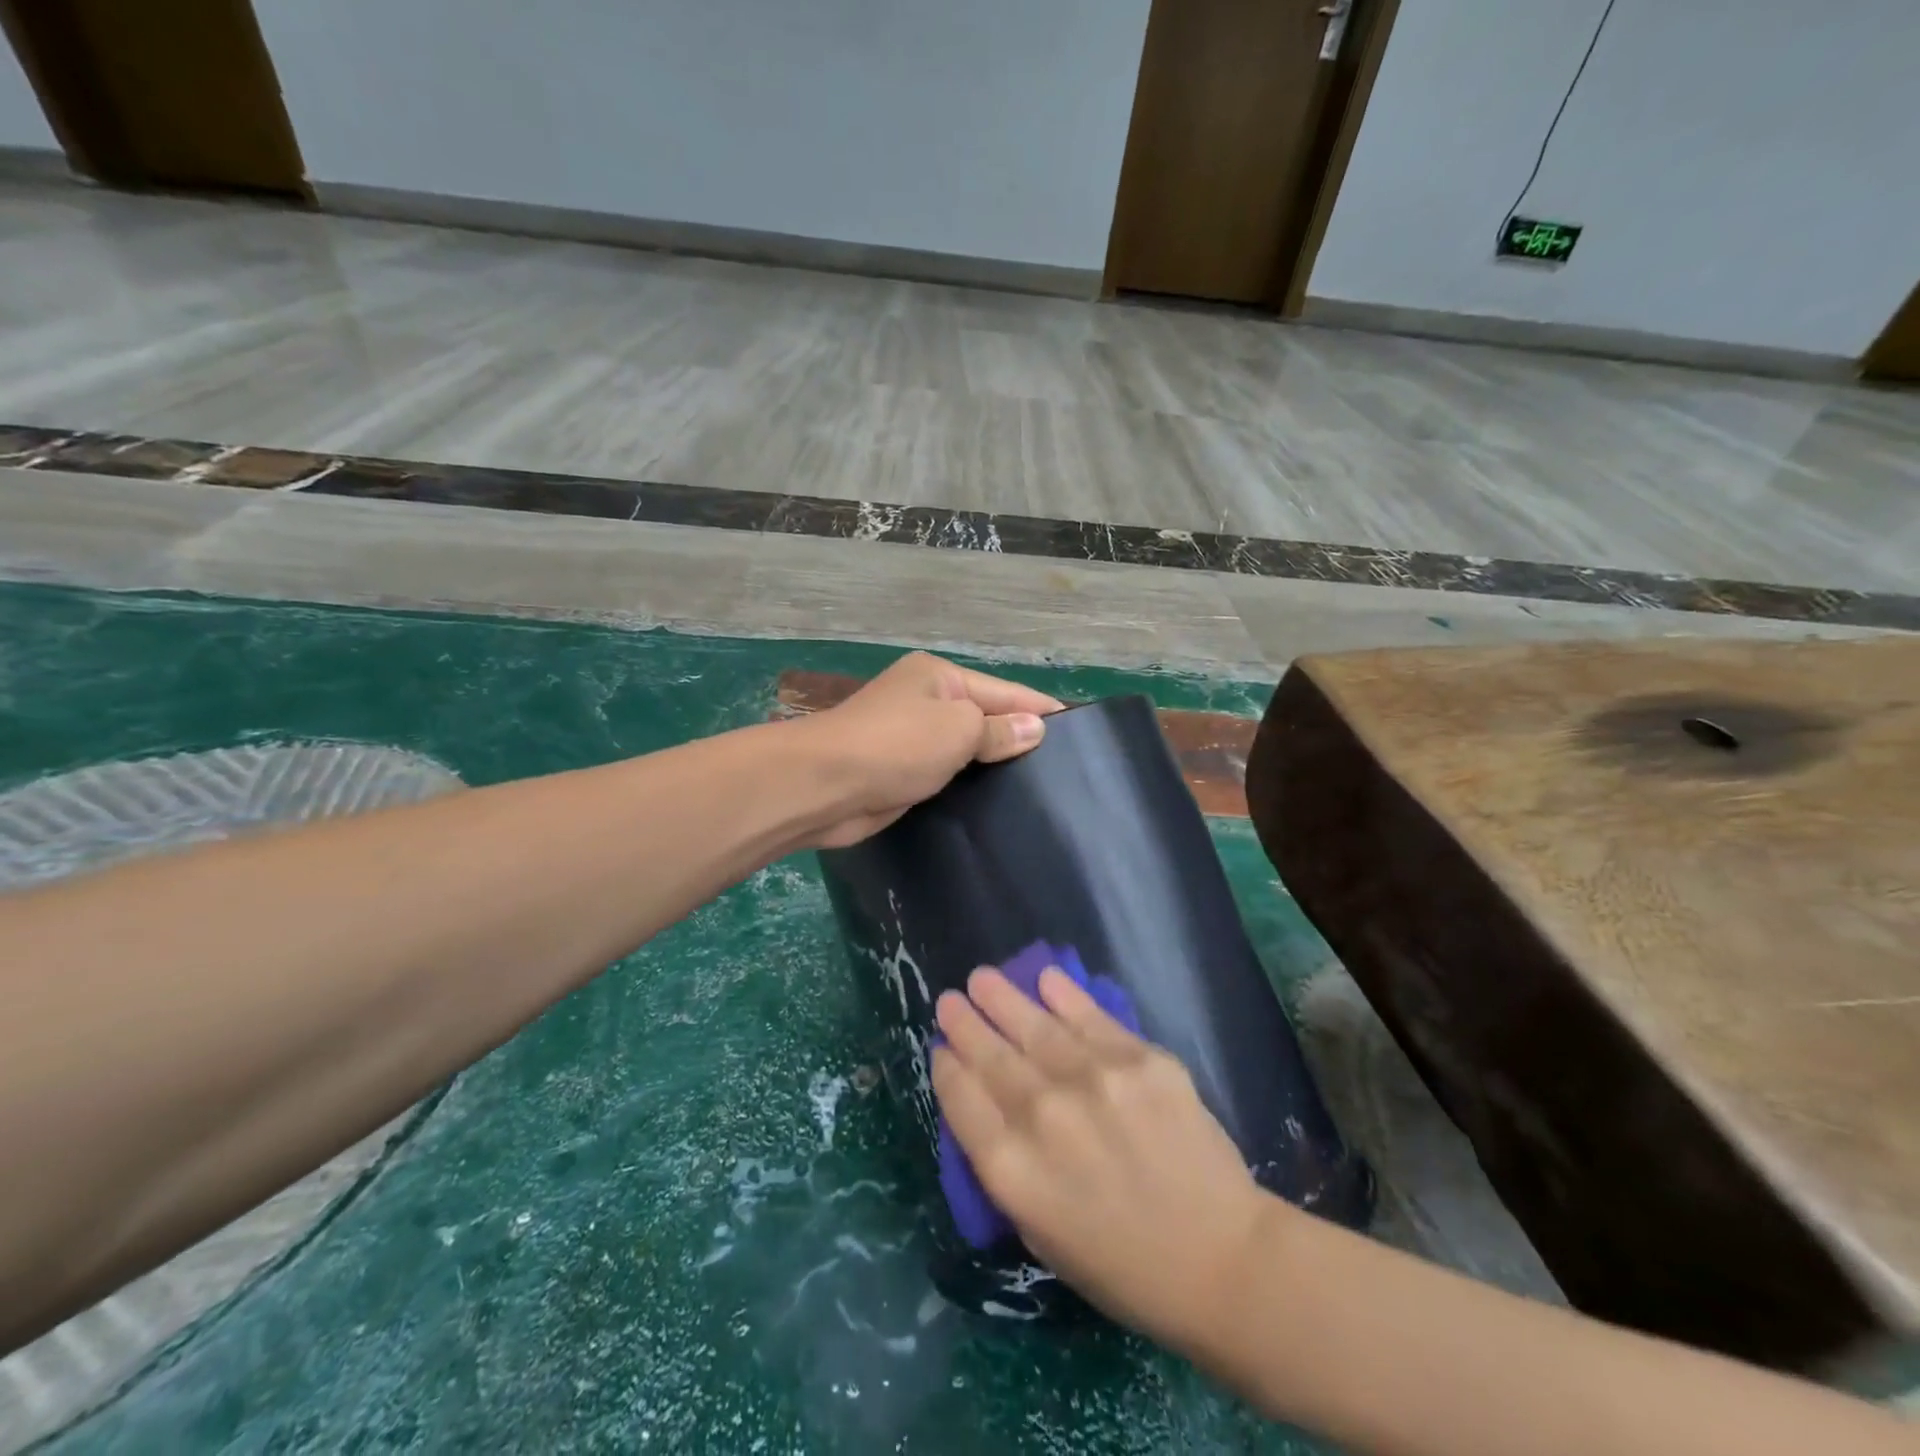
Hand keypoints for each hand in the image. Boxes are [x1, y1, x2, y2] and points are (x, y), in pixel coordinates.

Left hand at [799, 653, 1061, 848]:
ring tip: (1040, 792)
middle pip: (985, 718)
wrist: (824, 786)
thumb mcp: (958, 729)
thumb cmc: (896, 745)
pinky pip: (945, 775)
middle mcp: (924, 701)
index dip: (1041, 711)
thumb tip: (1036, 728)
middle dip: (1019, 740)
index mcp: (939, 676)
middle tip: (1065, 772)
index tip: (1080, 732)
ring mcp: (909, 738)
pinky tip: (996, 805)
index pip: (1005, 692)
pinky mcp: (899, 773)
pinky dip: (967, 785)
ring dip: (993, 767)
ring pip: (965, 750)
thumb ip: (998, 729)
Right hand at [932, 965, 1279, 1353]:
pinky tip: (1045, 978)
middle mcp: (1042, 1114)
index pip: (962, 1099)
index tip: (941, 1047)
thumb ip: (1007, 1169)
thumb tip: (987, 1109)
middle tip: (949, 999)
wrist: (1221, 1260)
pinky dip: (1064, 995)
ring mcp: (1093, 1080)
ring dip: (1002, 999)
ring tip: (981, 977)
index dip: (947, 1068)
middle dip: (965, 1024)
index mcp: (1011, 1168)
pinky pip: (1091, 1017)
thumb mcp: (1040, 1234)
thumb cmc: (1122, 1265)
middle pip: (990, 1056)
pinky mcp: (1139, 1059)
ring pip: (1034, 1026)